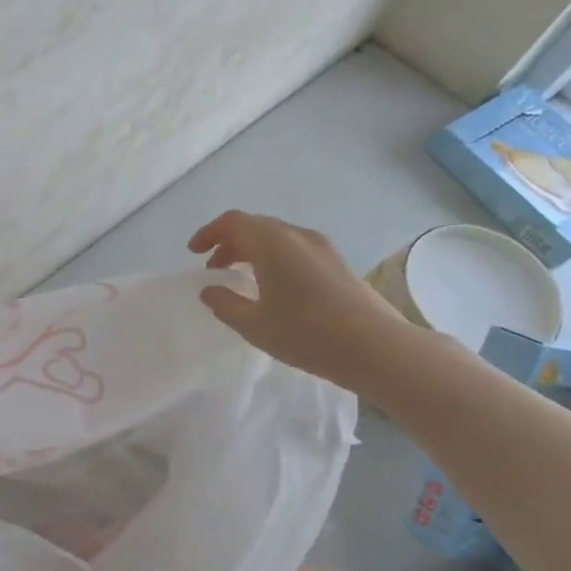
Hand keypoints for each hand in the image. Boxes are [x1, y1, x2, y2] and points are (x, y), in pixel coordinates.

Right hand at [188, 210, 412, 393]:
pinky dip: (275, 259)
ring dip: (253, 251)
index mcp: (272, 243)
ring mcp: (322, 248)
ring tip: (241, 279)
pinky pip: (296, 249)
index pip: (233, 222)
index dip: (209, 233)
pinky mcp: (338, 263)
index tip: (194, 253)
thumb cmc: (307, 334)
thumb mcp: (254, 325)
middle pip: (256, 226)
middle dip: (230, 243)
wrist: (377, 348)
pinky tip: (274, 288)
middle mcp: (297, 236)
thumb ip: (225, 303)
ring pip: (278, 238)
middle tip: (214, 268)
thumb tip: (210, 289)